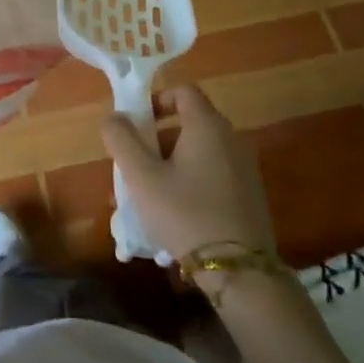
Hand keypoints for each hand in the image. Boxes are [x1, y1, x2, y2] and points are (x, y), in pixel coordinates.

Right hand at [101, 85, 275, 264]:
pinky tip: (177, 212)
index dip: (156, 100)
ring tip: (150, 193)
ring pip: (201, 151)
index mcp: (208, 126)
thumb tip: (114, 117)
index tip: (136, 124)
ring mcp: (245, 168)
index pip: (183, 91)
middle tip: (136, 163)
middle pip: (191, 122)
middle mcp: (232, 139)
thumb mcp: (142, 177)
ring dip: (173, 162)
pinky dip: (192, 180)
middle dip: (158, 137)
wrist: (239, 271)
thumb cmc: (184, 213)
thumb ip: (122, 140)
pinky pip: (214, 174)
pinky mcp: (250, 195)